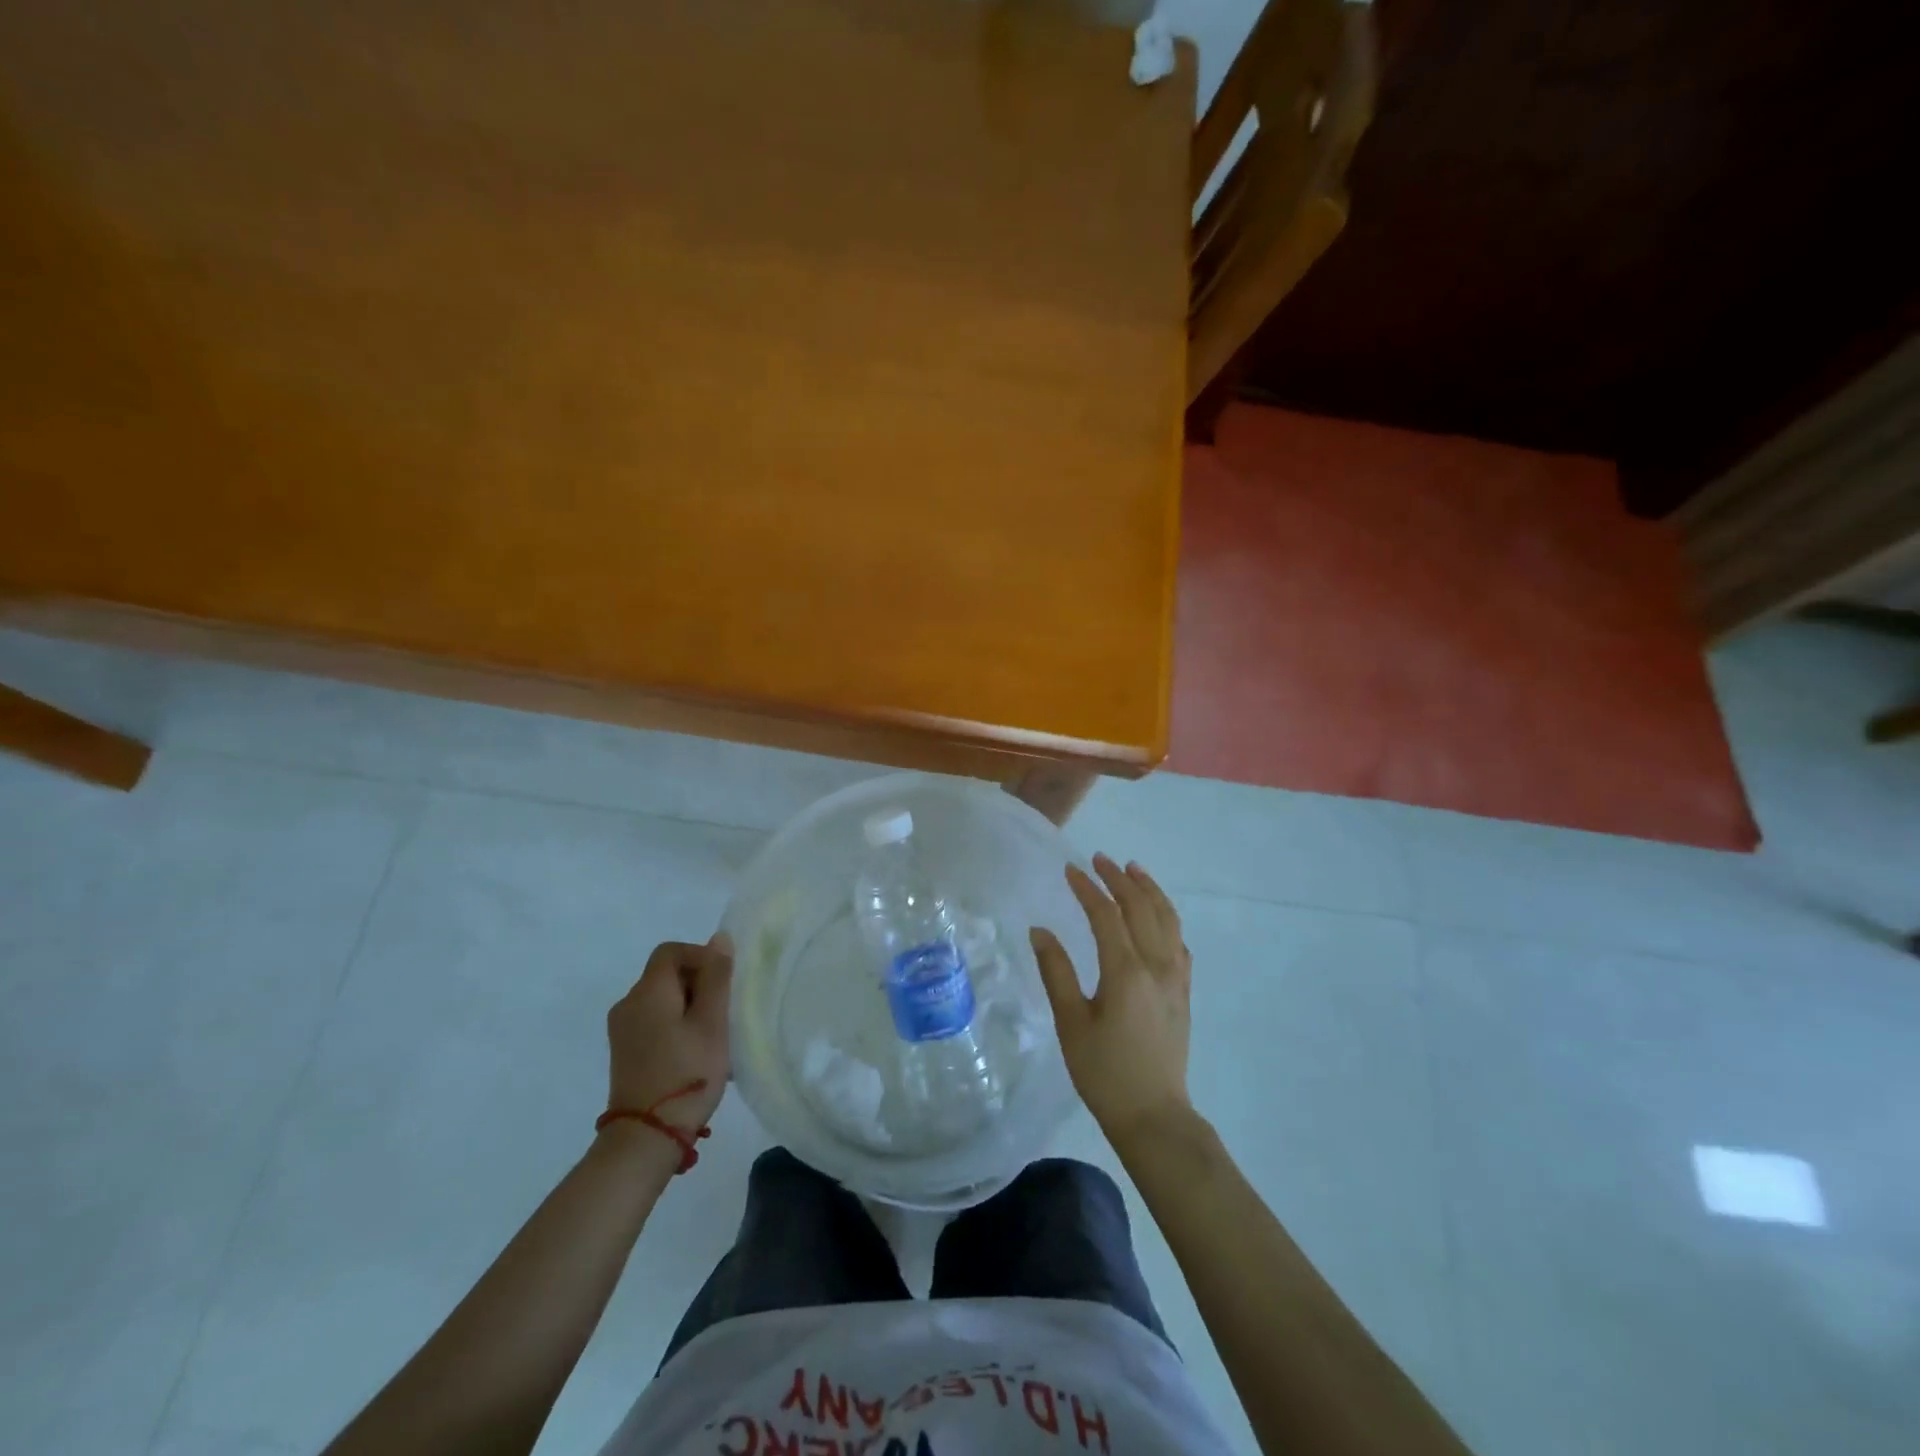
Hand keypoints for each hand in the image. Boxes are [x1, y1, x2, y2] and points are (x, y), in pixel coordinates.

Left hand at [605, 935, 733, 1132]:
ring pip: (662, 1000)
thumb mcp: (712, 1022)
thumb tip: (719, 938)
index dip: (701, 956)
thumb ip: (716, 977)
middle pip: (666, 974)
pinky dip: (676, 1025)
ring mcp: (622, 1031)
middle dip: (698, 984)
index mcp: (647, 991)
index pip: (671, 951)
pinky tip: (695, 1052)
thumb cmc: (686, 1073)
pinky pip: (654, 1022)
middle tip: (724, 1012)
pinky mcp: (624, 1053)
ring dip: (690, 1007)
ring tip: (714, 1035)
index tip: (723, 983)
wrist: (646, 1139)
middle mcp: (627, 1004)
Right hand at [1030, 854, 1192, 1145]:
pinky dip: (1167, 917)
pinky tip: (1156, 916)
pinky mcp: (1184, 991)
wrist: (1154, 1115)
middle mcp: (1157, 966)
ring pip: (1167, 919)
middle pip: (1141, 908)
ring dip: (1149, 890)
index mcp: (1126, 972)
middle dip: (1119, 879)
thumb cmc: (1104, 1072)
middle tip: (1099, 859)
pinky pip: (1179, 941)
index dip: (1088, 889)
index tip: (1070, 870)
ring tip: (1132, 870)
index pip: (1107, 915)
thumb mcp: (1071, 1024)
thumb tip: (1040, 931)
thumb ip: (1056, 973)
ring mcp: (1176, 977)